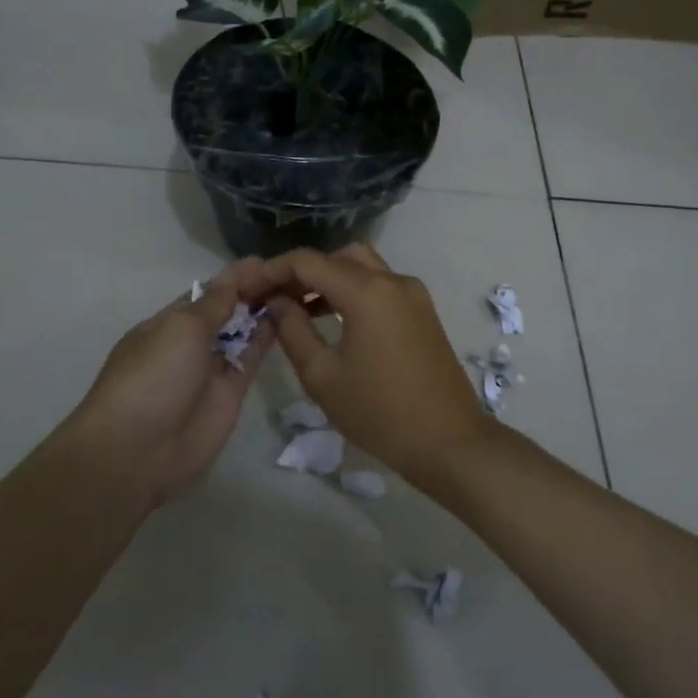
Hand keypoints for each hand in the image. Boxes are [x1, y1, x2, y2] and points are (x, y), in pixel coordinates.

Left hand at [66, 260, 274, 506]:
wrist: (138, 451)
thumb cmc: (152, 377)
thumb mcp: (180, 329)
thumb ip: (215, 303)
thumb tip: (235, 275)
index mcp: (169, 321)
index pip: (208, 292)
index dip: (236, 277)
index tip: (268, 262)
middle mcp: (191, 341)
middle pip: (228, 310)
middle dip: (254, 293)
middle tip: (293, 275)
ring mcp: (212, 367)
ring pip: (243, 332)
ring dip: (265, 312)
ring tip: (299, 292)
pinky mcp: (232, 391)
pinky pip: (252, 357)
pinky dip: (268, 338)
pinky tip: (290, 318)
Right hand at [261, 242, 492, 488]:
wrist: (449, 441)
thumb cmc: (380, 413)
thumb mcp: (323, 376)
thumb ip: (293, 330)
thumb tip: (276, 302)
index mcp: (367, 291)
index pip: (308, 261)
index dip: (272, 271)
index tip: (248, 290)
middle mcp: (392, 280)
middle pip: (337, 256)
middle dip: (301, 271)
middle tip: (274, 298)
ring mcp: (412, 293)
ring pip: (361, 267)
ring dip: (328, 279)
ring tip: (296, 308)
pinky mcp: (422, 311)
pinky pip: (380, 285)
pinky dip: (352, 291)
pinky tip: (331, 318)